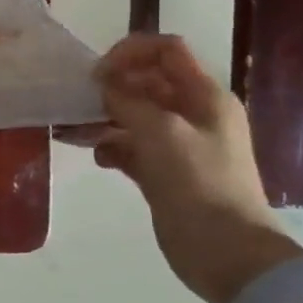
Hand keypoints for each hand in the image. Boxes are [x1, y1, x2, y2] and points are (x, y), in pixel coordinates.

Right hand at [89, 34, 302, 302]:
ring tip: (75, 129)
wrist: (226, 252)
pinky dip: (111, 147)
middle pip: (147, 82)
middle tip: (79, 101)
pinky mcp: (163, 173)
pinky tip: (98, 157)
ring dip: (104, 117)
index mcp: (204, 96)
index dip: (130, 52)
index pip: (166, 51)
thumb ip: (128, 100)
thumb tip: (103, 83)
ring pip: (134, 116)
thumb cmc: (198, 182)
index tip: (99, 73)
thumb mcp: (161, 132)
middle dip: (112, 86)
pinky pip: (131, 148)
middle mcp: (193, 114)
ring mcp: (178, 145)